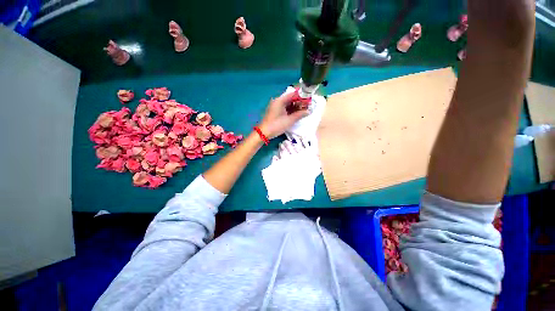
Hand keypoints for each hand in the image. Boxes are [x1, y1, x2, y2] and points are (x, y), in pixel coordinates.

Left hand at [258, 92, 309, 138]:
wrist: (264, 133)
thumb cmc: (276, 125)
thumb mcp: (289, 120)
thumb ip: (299, 115)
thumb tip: (308, 111)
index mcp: (280, 100)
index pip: (293, 94)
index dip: (301, 97)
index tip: (309, 101)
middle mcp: (277, 101)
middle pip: (290, 98)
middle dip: (299, 102)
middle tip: (307, 107)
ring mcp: (275, 106)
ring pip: (288, 104)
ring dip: (295, 107)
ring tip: (303, 111)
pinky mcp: (275, 111)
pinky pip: (284, 108)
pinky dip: (290, 110)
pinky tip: (296, 114)